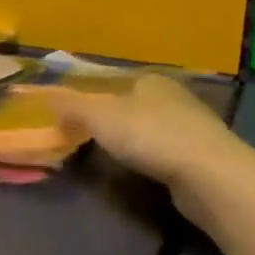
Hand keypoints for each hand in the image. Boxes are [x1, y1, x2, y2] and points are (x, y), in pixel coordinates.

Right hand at [36, 74, 241, 197]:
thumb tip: (44, 97)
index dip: (92, 95)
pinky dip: (151, 158)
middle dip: (112, 118)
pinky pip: (166, 151)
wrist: (209, 175)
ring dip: (133, 139)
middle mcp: (174, 96)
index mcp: (150, 79)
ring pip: (151, 127)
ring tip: (110, 156)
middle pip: (133, 104)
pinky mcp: (202, 155)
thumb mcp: (99, 116)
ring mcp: (192, 126)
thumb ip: (70, 106)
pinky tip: (142, 170)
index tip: (74, 115)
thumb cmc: (150, 136)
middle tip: (87, 138)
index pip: (115, 80)